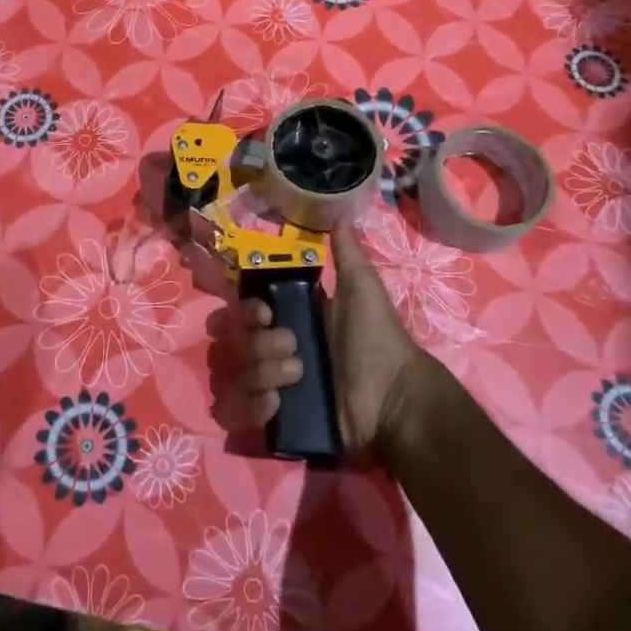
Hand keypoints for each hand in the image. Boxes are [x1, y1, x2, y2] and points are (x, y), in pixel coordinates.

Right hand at [235, 219, 437, 460]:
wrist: (394, 398)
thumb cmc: (377, 340)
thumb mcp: (363, 290)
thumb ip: (347, 254)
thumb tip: (340, 212)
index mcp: (292, 318)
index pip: (246, 308)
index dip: (246, 309)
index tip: (265, 312)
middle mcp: (277, 349)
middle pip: (236, 340)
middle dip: (256, 343)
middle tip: (290, 346)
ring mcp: (276, 385)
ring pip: (240, 373)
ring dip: (264, 372)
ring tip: (298, 376)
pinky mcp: (280, 418)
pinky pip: (245, 411)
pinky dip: (257, 407)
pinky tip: (279, 404)